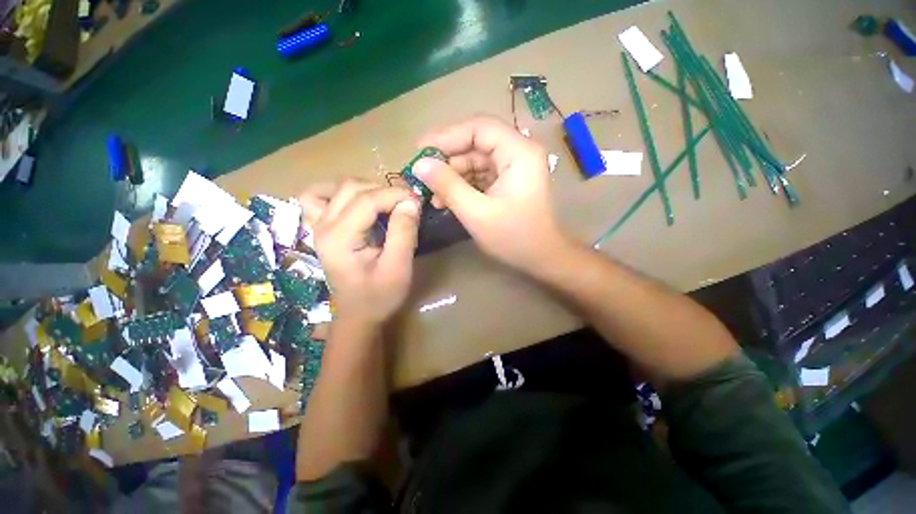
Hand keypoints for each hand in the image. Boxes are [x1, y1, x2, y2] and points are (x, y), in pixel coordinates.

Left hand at [298, 180, 420, 325]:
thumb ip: (403, 233)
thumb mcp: (398, 268)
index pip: (367, 200)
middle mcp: (323, 226)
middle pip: (352, 188)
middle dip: (385, 190)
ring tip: (388, 202)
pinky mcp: (322, 228)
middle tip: (407, 204)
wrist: (358, 314)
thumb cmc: (380, 296)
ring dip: (368, 188)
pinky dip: (339, 192)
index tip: (417, 200)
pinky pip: (320, 197)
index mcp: (339, 238)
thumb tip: (411, 202)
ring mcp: (318, 226)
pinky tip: (356, 201)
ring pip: (339, 187)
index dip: (395, 194)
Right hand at [414, 115, 568, 271]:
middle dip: (447, 161)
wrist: (542, 258)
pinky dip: (462, 186)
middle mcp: (518, 153)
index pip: (478, 128)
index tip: (420, 151)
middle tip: (422, 176)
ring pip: (475, 161)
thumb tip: (419, 165)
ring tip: (432, 196)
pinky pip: (480, 176)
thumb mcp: (476, 213)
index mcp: (518, 152)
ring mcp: (513, 168)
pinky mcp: (508, 182)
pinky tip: (447, 200)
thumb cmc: (514, 237)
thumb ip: (448, 186)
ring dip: (452, 176)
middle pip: (476, 144)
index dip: (446, 136)